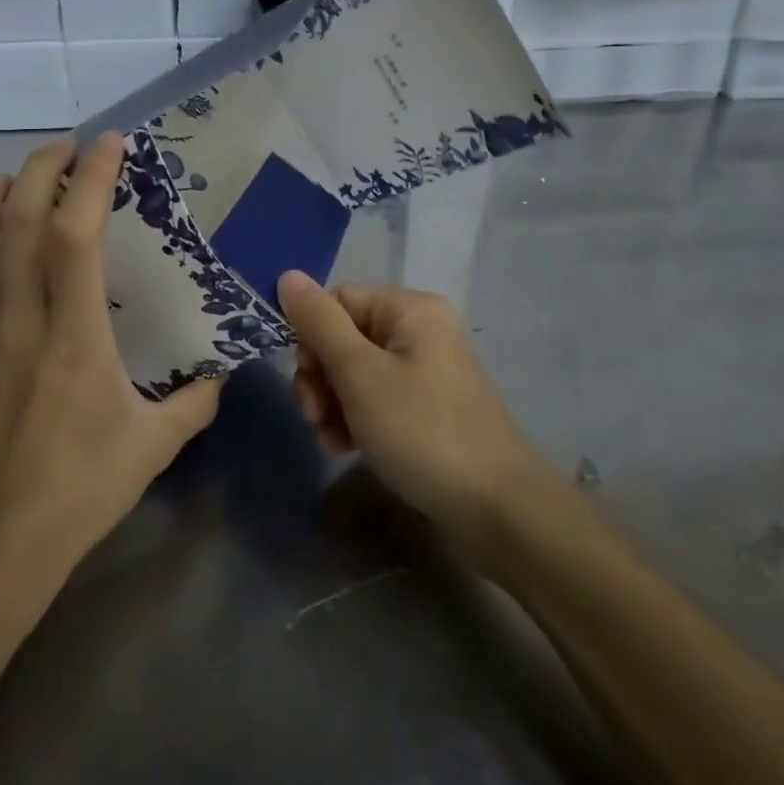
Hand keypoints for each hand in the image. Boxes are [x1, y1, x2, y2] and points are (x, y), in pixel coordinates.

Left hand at [0, 135, 222, 585]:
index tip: (110, 145)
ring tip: (21, 173)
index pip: (74, 236)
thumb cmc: (79, 491)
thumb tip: (219, 374)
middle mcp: (19, 321)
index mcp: (73, 338)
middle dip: (40, 168)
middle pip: (17, 221)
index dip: (89, 180)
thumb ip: (194, 403)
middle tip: (68, 145)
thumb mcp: (154, 446)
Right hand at [278, 272, 553, 550]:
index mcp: (410, 309)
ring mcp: (425, 371)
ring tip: (329, 439)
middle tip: (313, 415)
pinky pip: (376, 398)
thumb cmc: (422, 430)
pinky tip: (344, 448)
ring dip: (332, 403)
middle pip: (345, 336)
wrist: (495, 508)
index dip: (312, 335)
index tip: (305, 377)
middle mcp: (420, 331)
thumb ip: (320, 324)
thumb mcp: (360, 374)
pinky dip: (354, 418)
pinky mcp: (426, 408)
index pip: (339, 300)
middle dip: (320, 376)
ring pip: (355, 371)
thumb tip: (288, 276)